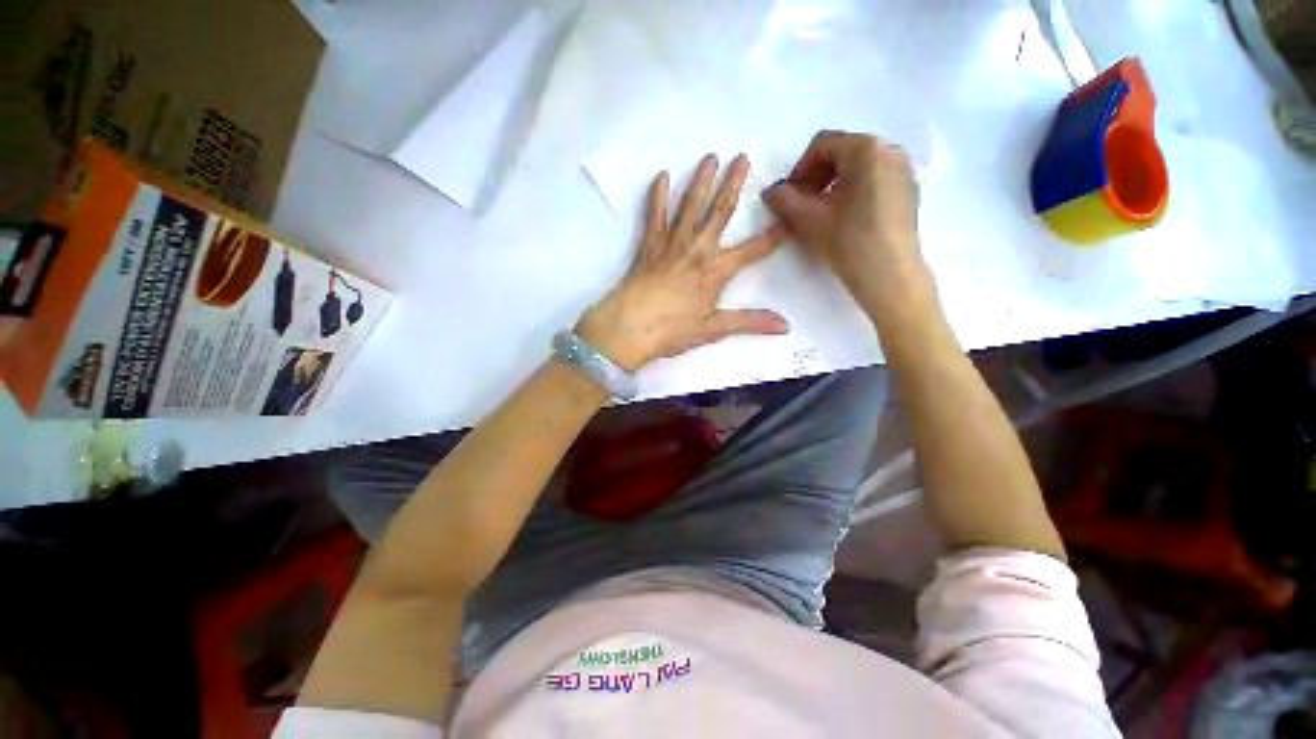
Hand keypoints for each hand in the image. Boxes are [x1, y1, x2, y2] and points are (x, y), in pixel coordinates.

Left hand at [577, 154, 789, 371]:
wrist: (630, 327)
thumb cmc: (673, 330)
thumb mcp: (714, 329)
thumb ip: (750, 322)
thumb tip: (786, 326)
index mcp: (718, 270)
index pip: (756, 248)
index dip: (777, 233)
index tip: (793, 214)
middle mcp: (699, 248)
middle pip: (721, 210)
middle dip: (734, 183)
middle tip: (743, 156)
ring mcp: (673, 242)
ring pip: (691, 204)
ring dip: (702, 179)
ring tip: (710, 156)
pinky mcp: (650, 244)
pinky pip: (655, 213)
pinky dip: (657, 194)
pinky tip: (661, 175)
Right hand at [761, 131, 930, 315]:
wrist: (890, 277)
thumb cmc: (848, 242)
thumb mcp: (809, 220)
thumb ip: (784, 200)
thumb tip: (771, 191)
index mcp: (866, 149)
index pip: (822, 145)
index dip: (799, 170)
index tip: (789, 197)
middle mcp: (890, 150)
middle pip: (842, 153)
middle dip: (816, 177)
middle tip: (802, 205)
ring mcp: (903, 171)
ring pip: (858, 168)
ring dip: (832, 185)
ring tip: (822, 214)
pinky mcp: (908, 191)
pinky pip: (874, 180)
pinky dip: (853, 192)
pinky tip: (844, 219)